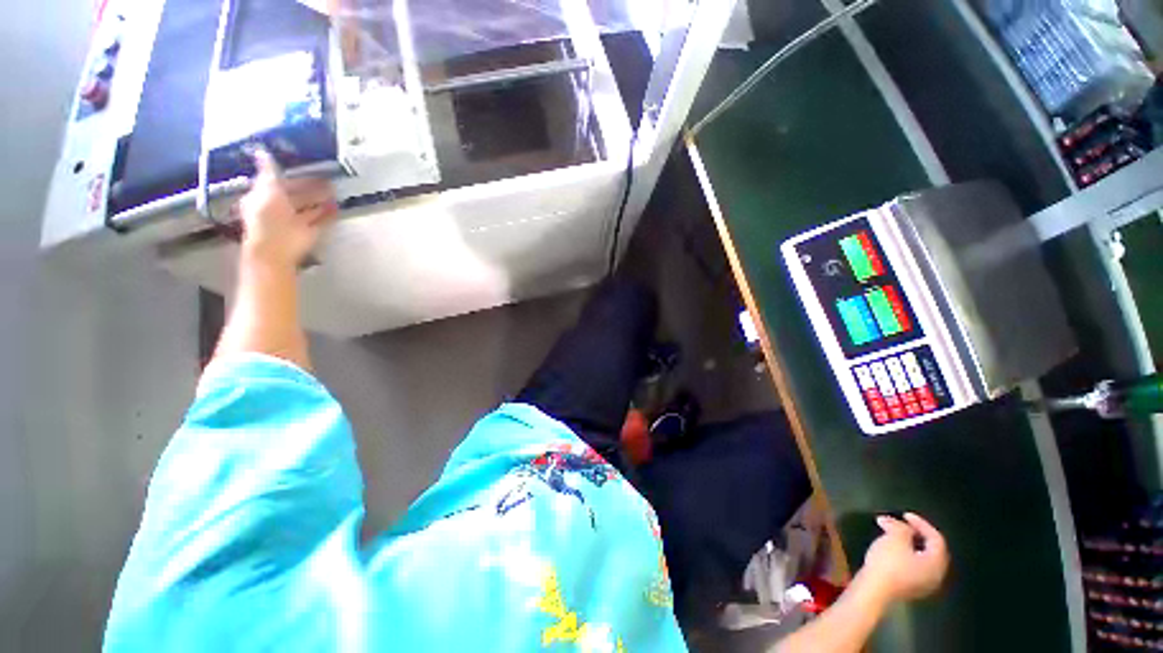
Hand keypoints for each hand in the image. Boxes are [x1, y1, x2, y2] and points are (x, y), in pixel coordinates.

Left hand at [236, 149, 338, 267]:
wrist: (277, 248)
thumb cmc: (268, 217)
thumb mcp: (267, 189)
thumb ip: (268, 172)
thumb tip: (261, 151)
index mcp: (264, 198)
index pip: (278, 184)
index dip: (291, 177)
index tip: (307, 168)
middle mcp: (279, 209)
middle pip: (296, 196)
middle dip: (310, 189)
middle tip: (327, 179)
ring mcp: (295, 221)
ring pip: (309, 208)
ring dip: (321, 200)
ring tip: (335, 191)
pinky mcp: (309, 232)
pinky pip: (320, 220)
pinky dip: (328, 214)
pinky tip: (336, 206)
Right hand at [861, 512, 948, 602]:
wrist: (875, 589)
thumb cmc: (889, 563)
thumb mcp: (895, 538)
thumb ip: (900, 527)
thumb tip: (896, 522)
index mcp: (937, 562)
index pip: (936, 538)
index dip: (921, 523)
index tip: (904, 514)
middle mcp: (936, 574)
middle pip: (931, 549)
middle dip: (916, 534)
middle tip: (900, 523)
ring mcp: (924, 584)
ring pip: (921, 558)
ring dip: (909, 543)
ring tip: (893, 534)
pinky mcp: (910, 588)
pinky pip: (914, 566)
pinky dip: (905, 554)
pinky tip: (892, 550)